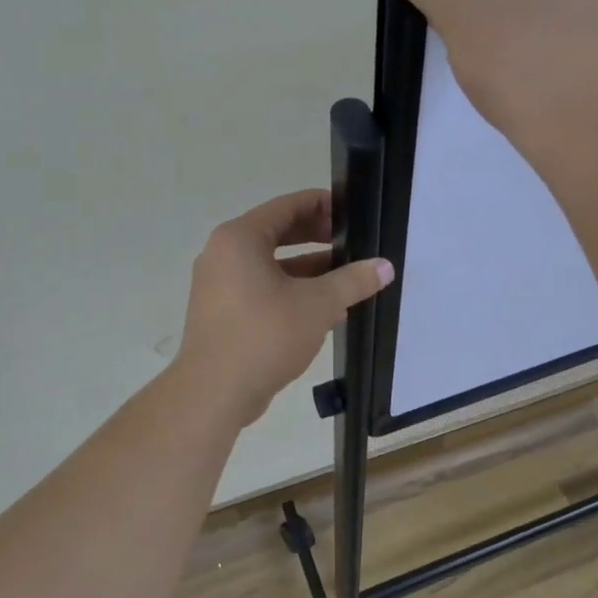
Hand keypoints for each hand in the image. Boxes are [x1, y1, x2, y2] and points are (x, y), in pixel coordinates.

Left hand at [175, 189, 394, 426]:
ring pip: (269, 264)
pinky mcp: (219, 312)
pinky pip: (259, 288)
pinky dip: (287, 289)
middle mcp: (222, 254)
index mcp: (240, 238)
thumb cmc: (265, 335)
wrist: (213, 393)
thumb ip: (353, 281)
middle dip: (316, 236)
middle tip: (351, 242)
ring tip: (343, 276)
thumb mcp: (318, 305)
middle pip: (276, 233)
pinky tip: (319, 307)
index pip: (286, 206)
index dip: (321, 205)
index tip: (351, 211)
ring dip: (306, 268)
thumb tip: (384, 266)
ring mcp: (217, 285)